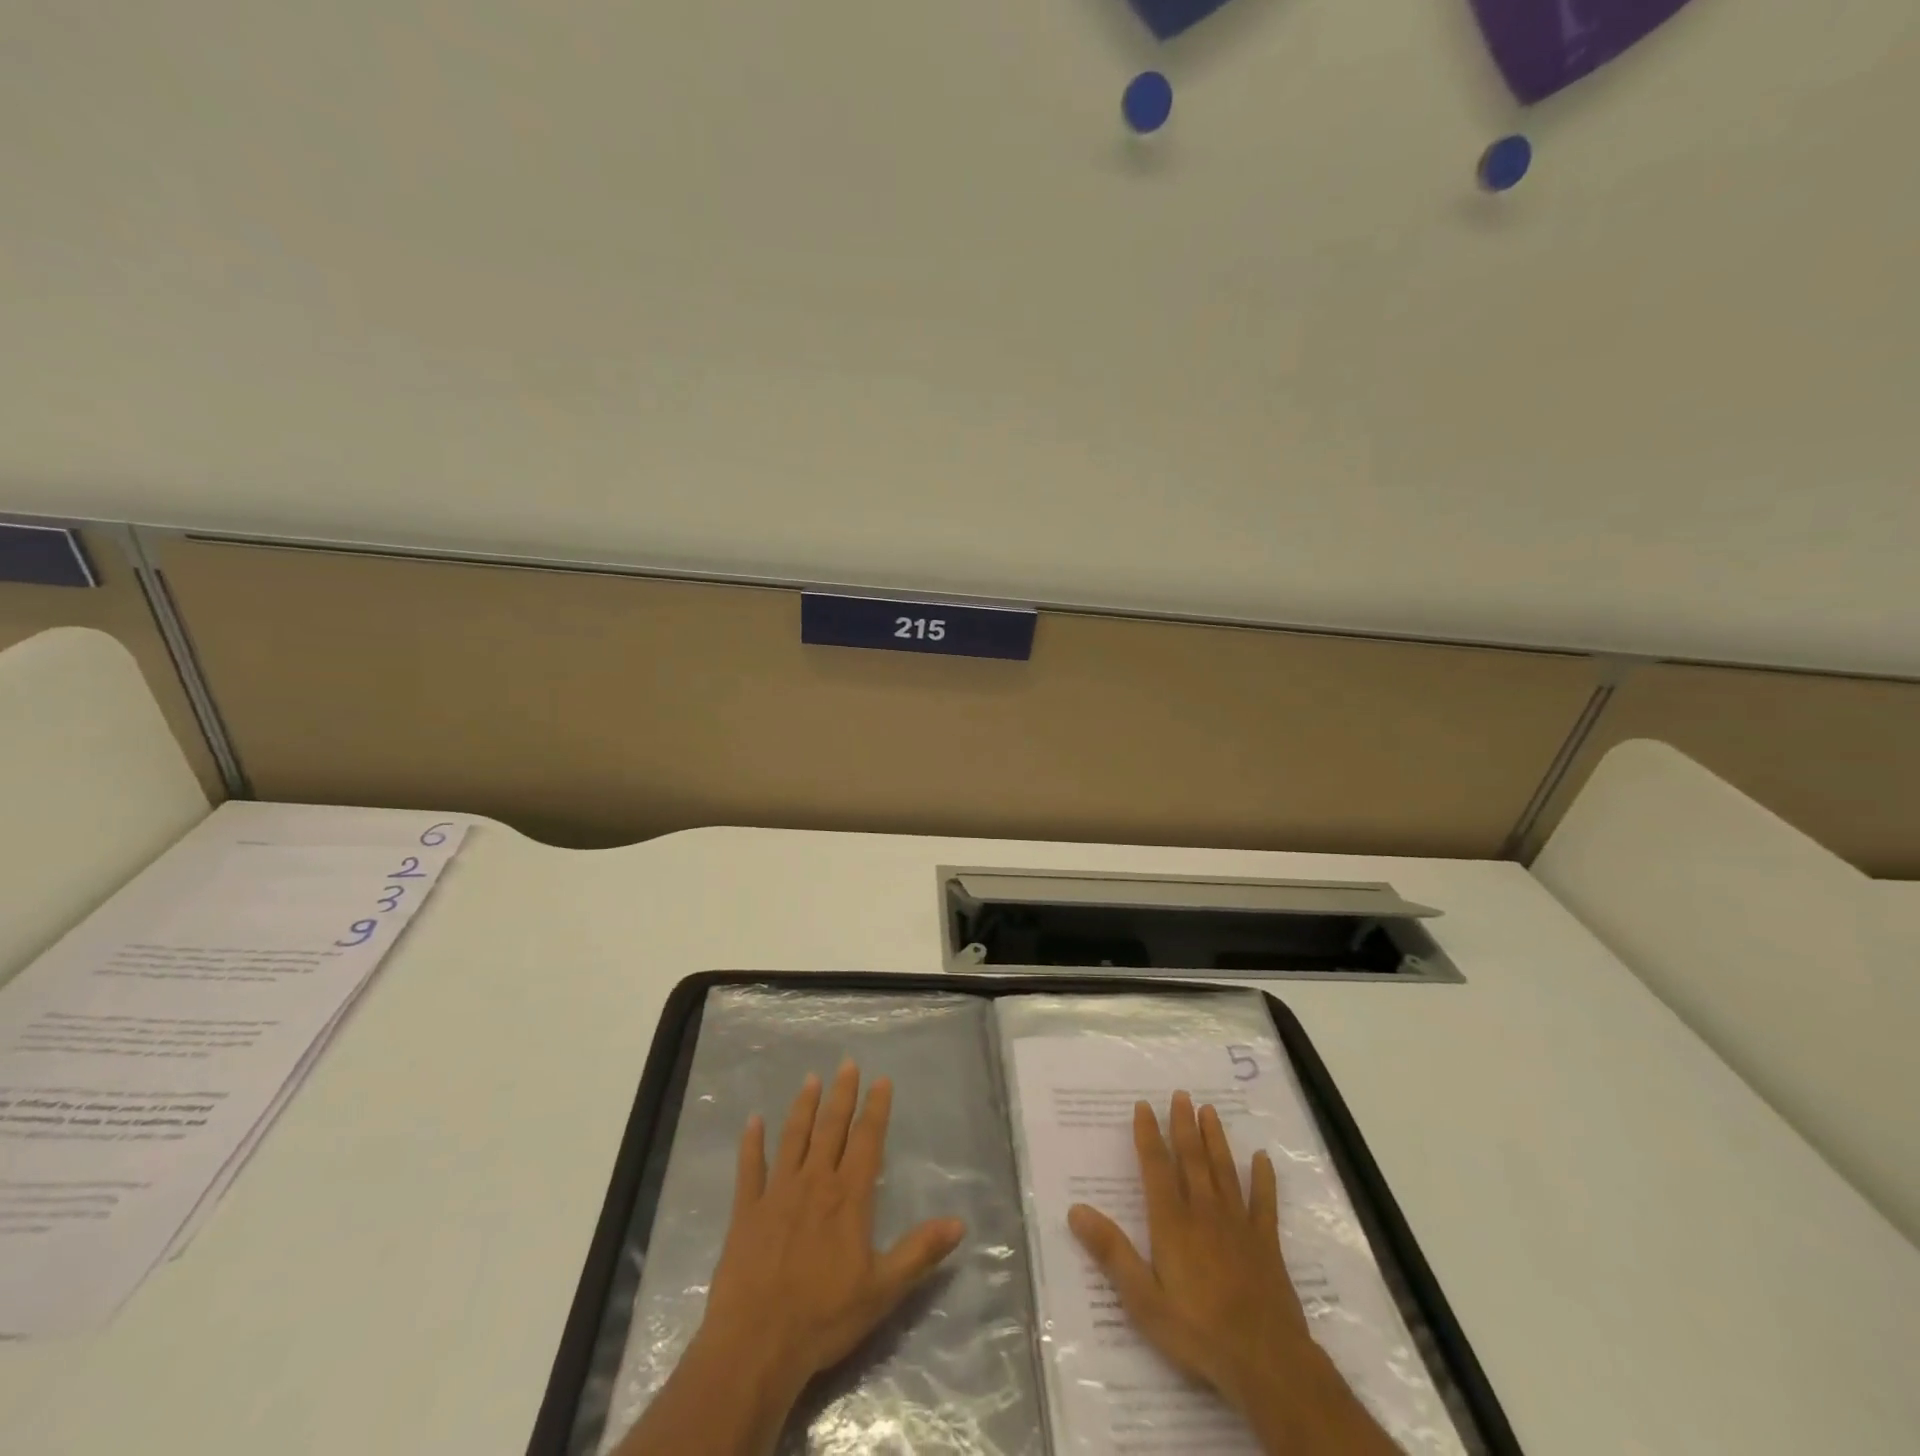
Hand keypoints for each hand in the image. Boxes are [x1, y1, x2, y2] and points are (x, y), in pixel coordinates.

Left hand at [619, 1061, 965, 1455]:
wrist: (756, 1344)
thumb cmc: (824, 1317)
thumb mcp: (883, 1289)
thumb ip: (919, 1251)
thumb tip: (959, 1223)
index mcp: (848, 1197)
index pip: (867, 1141)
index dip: (876, 1109)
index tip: (881, 1080)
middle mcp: (814, 1183)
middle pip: (831, 1128)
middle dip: (842, 1094)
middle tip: (847, 1063)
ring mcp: (777, 1194)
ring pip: (793, 1138)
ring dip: (803, 1107)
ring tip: (811, 1079)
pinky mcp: (746, 1212)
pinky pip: (749, 1169)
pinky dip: (751, 1143)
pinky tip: (753, 1121)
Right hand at [1068, 1092, 1396, 1455]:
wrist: (1265, 1360)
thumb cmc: (1197, 1331)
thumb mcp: (1143, 1299)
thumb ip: (1111, 1252)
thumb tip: (1075, 1210)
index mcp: (1172, 1222)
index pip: (1156, 1167)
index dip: (1148, 1135)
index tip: (1143, 1106)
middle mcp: (1204, 1212)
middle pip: (1192, 1159)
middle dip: (1184, 1125)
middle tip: (1181, 1095)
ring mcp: (1238, 1224)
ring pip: (1224, 1171)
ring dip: (1215, 1139)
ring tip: (1209, 1111)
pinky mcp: (1266, 1243)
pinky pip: (1264, 1203)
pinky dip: (1263, 1179)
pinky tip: (1262, 1158)